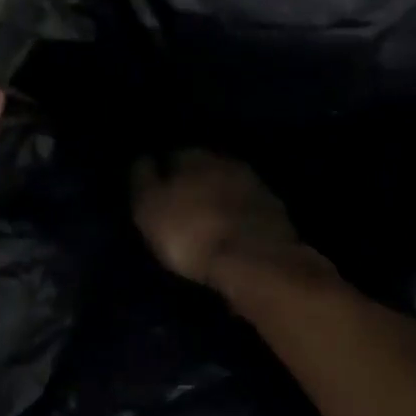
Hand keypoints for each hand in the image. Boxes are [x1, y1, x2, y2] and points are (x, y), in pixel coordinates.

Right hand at [131, 149, 331, 290]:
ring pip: (226, 185)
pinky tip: (227, 230)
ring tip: (203, 220)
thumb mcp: (149, 207)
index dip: (162, 173)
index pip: (172, 155)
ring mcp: (254, 184)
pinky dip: (234, 215)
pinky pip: (245, 206)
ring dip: (215, 198)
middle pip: (203, 168)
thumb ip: (143, 180)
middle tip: (179, 206)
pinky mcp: (273, 210)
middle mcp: (225, 161)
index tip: (155, 192)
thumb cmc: (190, 232)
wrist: (254, 260)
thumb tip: (143, 159)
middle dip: (191, 183)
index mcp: (192, 156)